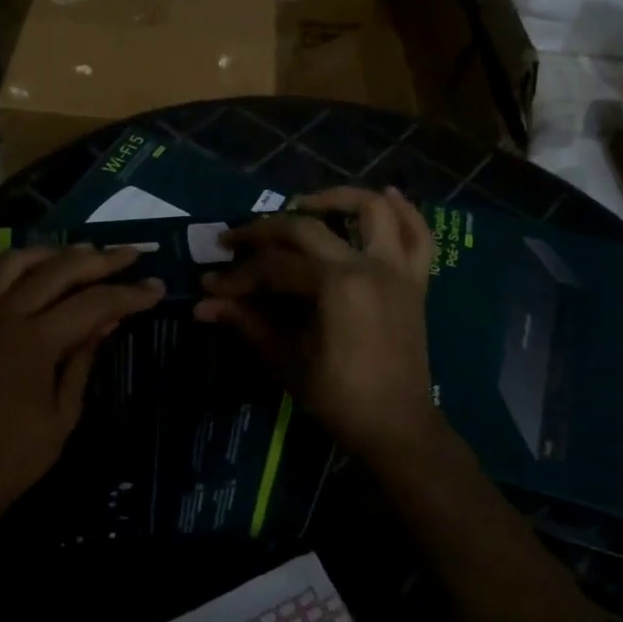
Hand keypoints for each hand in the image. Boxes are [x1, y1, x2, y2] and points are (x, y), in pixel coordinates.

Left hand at [0, 246, 163, 549]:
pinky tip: (17, 267)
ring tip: (80, 253)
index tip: (156, 287)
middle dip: (99, 260)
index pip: (93, 304)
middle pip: (58, 270)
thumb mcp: (64, 412)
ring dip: (51, 252)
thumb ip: (84, 357)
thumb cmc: (15, 456)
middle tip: (130, 254)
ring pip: (15, 262)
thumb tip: (109, 319)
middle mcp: (4, 315)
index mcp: (35, 340)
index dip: (128, 294)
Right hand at [195, 187, 441, 464]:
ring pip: (372, 211)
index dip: (238, 276)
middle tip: (236, 239)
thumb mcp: (287, 361)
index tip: (211, 285)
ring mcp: (396, 270)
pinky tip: (387, 195)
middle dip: (265, 231)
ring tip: (304, 204)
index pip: (274, 268)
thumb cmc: (340, 398)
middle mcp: (367, 266)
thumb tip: (203, 305)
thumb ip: (248, 323)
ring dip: (337, 198)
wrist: (398, 427)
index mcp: (336, 287)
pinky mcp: (415, 281)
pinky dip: (406, 211)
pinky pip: (419, 236)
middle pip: (307, 229)